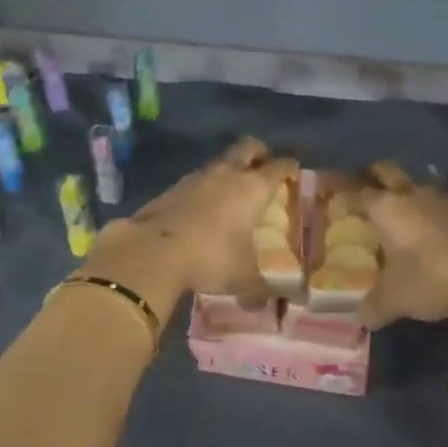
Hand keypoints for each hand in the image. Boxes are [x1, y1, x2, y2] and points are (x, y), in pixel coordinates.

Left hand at [81, 137, 297, 326]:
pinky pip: (198, 178)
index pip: (280, 166)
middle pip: (249, 147)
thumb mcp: (243, 277)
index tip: (295, 172)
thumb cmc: (210, 257)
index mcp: (253, 187)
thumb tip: (283, 300)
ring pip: (221, 160)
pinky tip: (204, 207)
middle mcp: (228, 173)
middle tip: (264, 168)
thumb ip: (264, 286)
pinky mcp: (174, 186)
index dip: (290, 167)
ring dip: (230, 169)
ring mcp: (198, 176)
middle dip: (260, 153)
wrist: (153, 250)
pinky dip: (206, 186)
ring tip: (233, 191)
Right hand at [355, 162, 447, 329]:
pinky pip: (443, 199)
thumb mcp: (396, 299)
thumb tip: (361, 318)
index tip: (328, 186)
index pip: (356, 191)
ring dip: (408, 188)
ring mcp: (444, 197)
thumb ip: (374, 306)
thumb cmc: (433, 279)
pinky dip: (433, 207)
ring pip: (418, 181)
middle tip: (363, 186)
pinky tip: (435, 223)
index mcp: (388, 208)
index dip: (341, 188)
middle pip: (387, 171)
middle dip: (373, 175)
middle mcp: (413, 193)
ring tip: (401, 204)